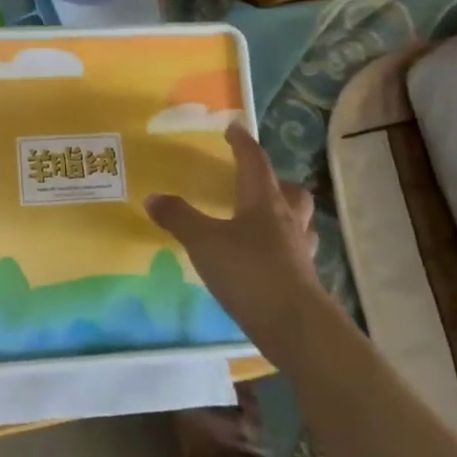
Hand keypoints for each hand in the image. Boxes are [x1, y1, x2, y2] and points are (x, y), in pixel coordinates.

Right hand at [144, 124, 326, 354]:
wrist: (296, 327)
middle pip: (292, 192)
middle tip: (256, 181)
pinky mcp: (303, 281)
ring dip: (284, 214)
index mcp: (264, 201)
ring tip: (261, 219)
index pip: (255, 162)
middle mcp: (287, 221)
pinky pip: (295, 253)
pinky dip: (281, 247)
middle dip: (276, 181)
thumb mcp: (203, 241)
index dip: (244, 144)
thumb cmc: (249, 272)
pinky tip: (263, 257)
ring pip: (299, 222)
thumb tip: (153, 198)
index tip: (235, 128)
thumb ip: (178, 218)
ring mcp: (300, 252)